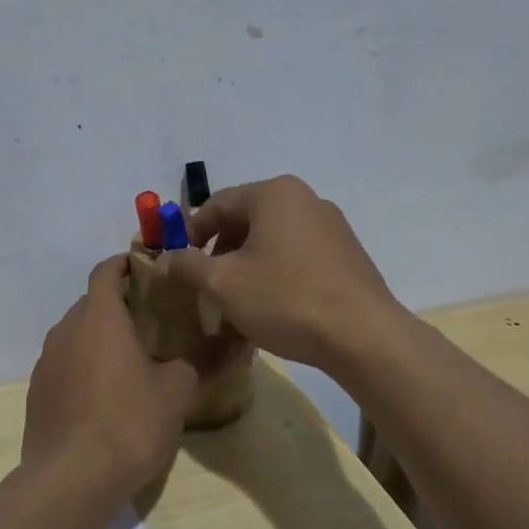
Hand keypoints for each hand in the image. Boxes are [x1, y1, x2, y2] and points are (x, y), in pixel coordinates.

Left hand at [22, 256, 199, 498]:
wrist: (70, 480)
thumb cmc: (129, 423)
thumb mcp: (177, 391)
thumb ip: (203, 359)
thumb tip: (233, 339)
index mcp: (99, 317)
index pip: (106, 270)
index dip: (127, 264)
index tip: (151, 271)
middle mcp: (66, 329)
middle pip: (92, 302)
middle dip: (119, 304)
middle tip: (153, 321)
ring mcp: (47, 361)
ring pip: (76, 334)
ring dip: (100, 337)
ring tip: (132, 359)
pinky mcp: (37, 392)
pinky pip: (65, 363)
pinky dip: (84, 365)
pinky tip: (105, 395)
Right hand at [164, 175, 403, 373]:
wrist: (362, 335)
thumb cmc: (286, 299)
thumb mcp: (224, 283)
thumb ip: (187, 265)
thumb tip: (166, 257)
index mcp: (275, 193)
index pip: (217, 203)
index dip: (190, 233)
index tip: (178, 264)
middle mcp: (306, 198)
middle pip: (246, 218)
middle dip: (220, 250)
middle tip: (206, 284)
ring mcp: (332, 225)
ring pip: (272, 238)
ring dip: (248, 263)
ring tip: (237, 299)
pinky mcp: (347, 253)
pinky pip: (298, 254)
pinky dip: (276, 271)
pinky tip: (273, 304)